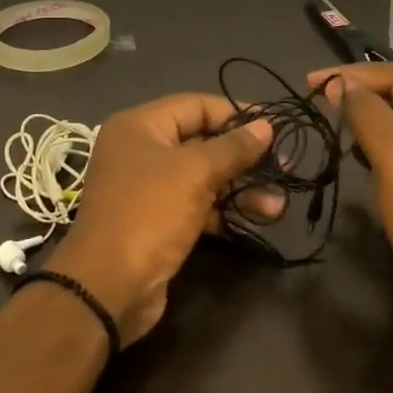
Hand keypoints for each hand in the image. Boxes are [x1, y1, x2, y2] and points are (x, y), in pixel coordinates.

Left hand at [48, 93, 275, 344]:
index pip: (196, 105)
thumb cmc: (149, 213)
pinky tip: (259, 218)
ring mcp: (149, 188)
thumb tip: (266, 125)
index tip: (274, 125)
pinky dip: (227, 209)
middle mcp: (141, 151)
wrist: (108, 287)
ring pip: (204, 177)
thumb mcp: (195, 173)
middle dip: (244, 156)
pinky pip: (199, 204)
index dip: (236, 113)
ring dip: (242, 187)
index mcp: (139, 126)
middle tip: (284, 166)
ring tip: (279, 203)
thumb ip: (233, 147)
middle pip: (202, 141)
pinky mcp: (159, 221)